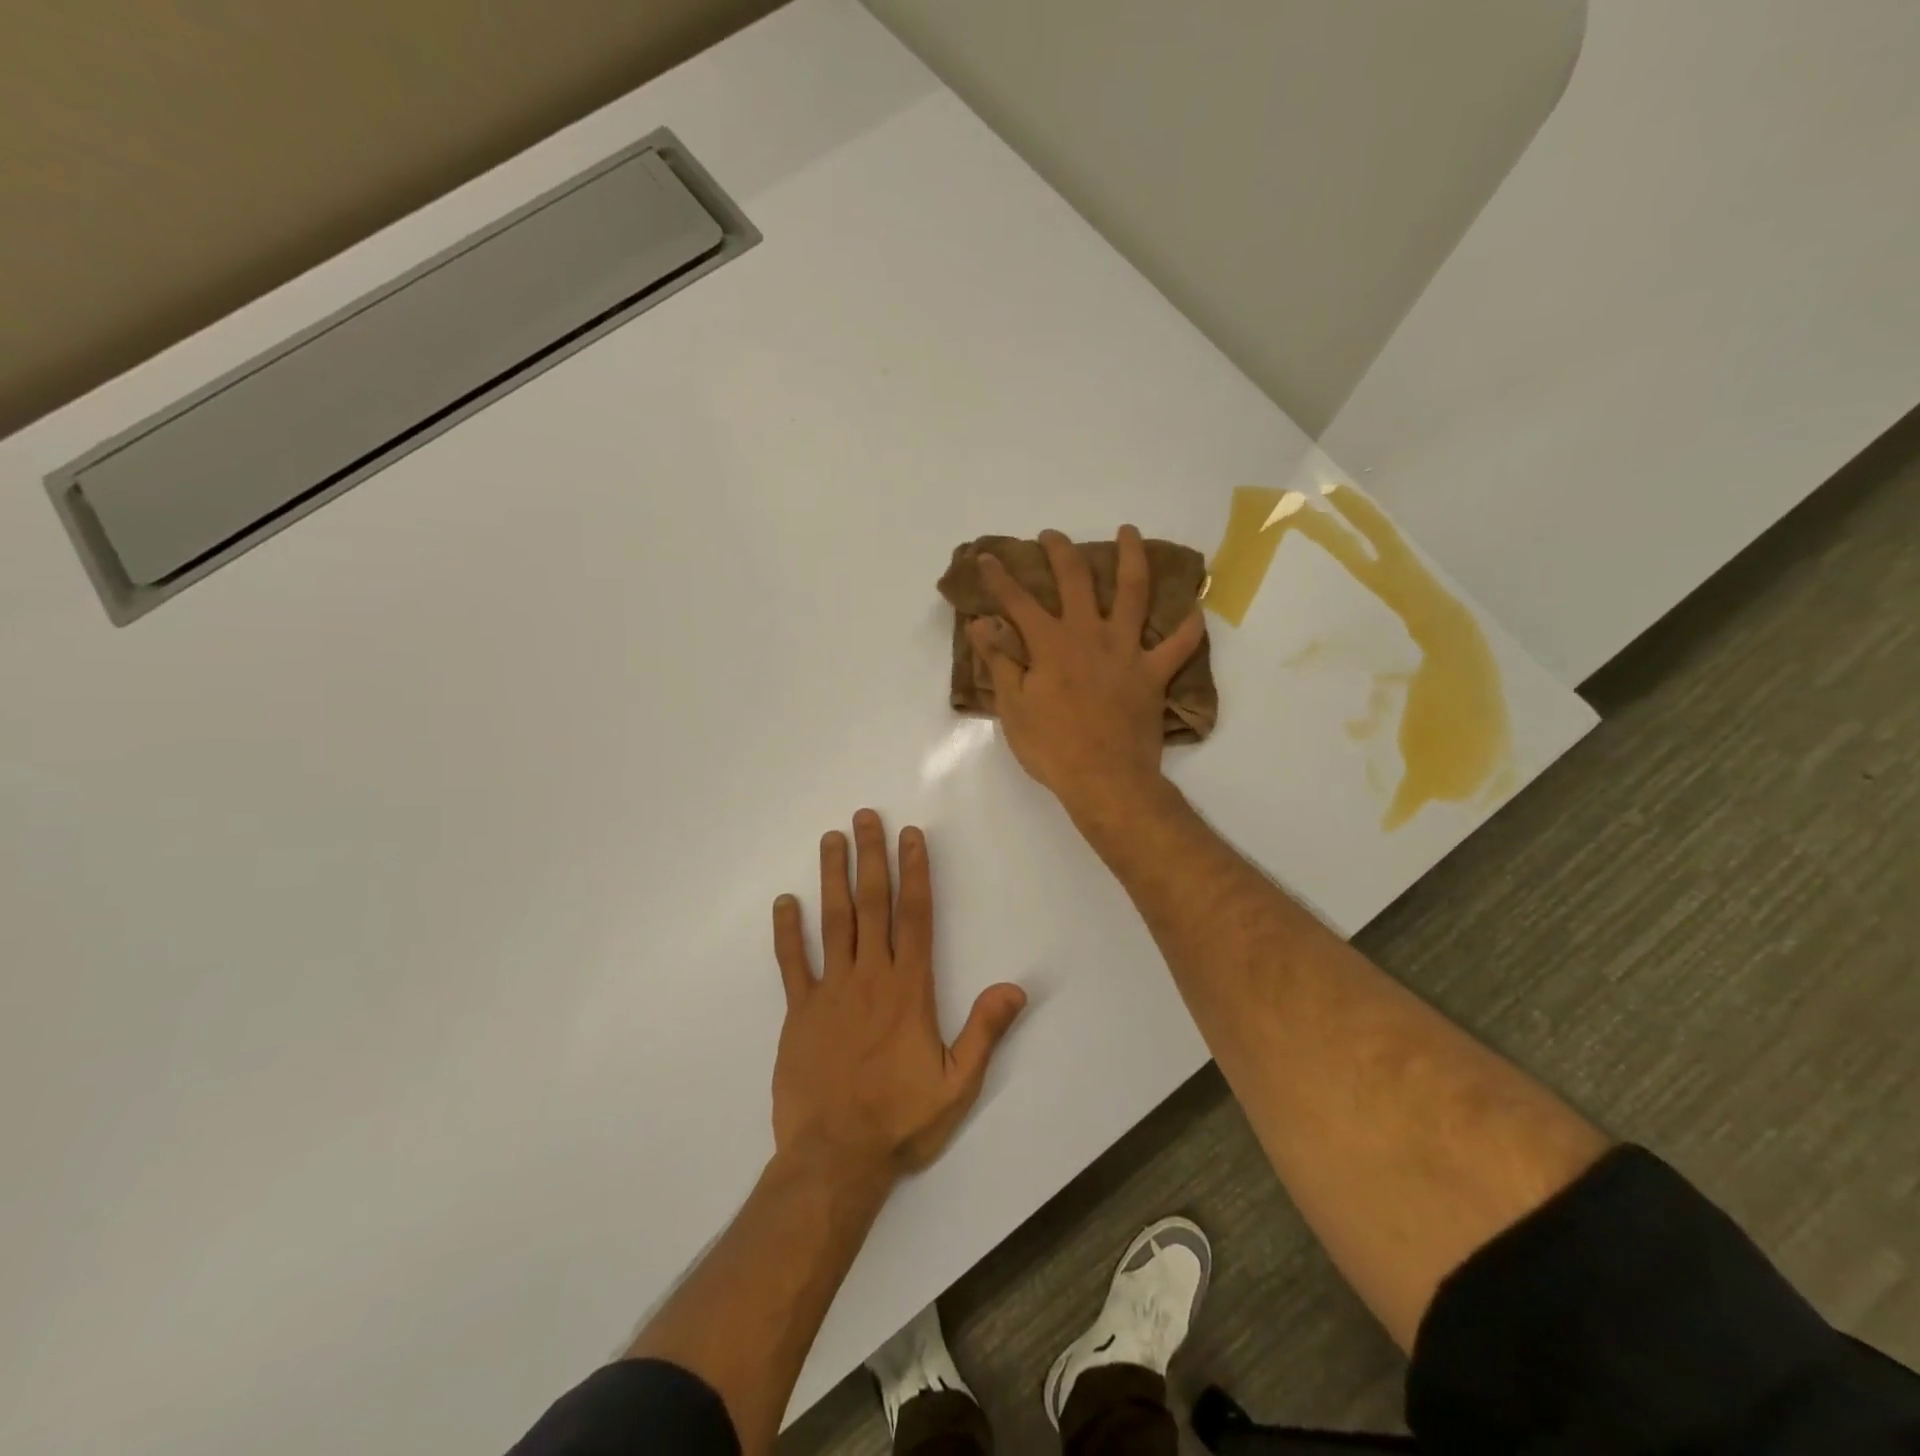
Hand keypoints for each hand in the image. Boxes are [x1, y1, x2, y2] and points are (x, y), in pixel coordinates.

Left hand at [770, 810, 1026, 1185]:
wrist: (835, 1159)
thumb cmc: (902, 1120)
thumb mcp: (958, 1083)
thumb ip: (985, 1031)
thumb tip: (1015, 987)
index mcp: (909, 989)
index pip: (914, 916)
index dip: (914, 871)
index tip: (909, 835)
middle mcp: (870, 977)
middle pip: (872, 904)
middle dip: (870, 857)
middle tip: (864, 817)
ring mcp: (830, 991)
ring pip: (833, 921)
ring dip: (832, 877)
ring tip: (831, 839)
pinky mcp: (799, 1012)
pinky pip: (792, 963)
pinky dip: (787, 931)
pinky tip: (784, 902)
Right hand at [970, 526, 1204, 820]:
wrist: (1104, 778)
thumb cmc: (1051, 747)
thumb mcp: (1012, 707)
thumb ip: (999, 660)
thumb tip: (980, 623)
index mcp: (1050, 644)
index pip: (1018, 601)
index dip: (999, 577)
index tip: (986, 557)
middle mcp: (1089, 635)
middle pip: (1076, 580)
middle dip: (1061, 552)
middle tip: (1053, 536)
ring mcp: (1126, 650)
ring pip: (1134, 592)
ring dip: (1131, 558)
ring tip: (1129, 532)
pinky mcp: (1154, 673)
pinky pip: (1179, 645)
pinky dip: (1189, 627)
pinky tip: (1195, 609)